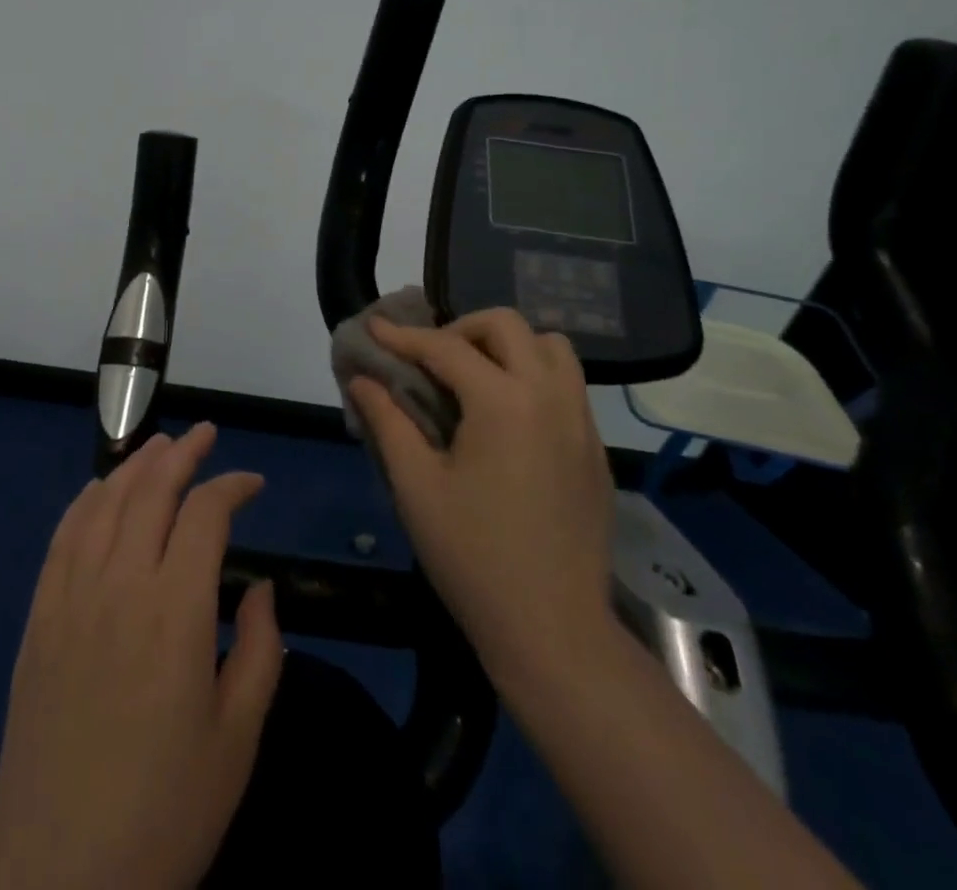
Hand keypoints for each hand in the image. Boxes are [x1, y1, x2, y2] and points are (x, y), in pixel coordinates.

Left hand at [0, 423, 283, 889]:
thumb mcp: (237, 741)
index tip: (254, 483)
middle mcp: (121, 585)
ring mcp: (72, 596)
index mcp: (177, 612)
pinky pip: (62, 537)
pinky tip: (98, 488)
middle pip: (151, 489)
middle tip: (204, 434)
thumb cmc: (163, 813)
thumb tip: (260, 588)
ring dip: (134, 464)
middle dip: (182, 452)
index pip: (206, 514)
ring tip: (159, 445)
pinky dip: (85, 500)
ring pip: (104, 502)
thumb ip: (260, 652)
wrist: (56, 875)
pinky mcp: (39, 617)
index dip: (233, 485)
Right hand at [347, 310, 616, 685]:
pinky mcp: (595, 450)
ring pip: (550, 348)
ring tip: (475, 377)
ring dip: (507, 346)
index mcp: (503, 402)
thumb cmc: (473, 556)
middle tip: (430, 357)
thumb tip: (362, 379)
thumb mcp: (416, 486)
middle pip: (507, 325)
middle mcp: (550, 397)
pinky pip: (568, 385)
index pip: (445, 347)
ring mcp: (581, 422)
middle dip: (461, 328)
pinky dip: (533, 377)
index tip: (374, 327)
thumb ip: (387, 420)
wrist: (553, 630)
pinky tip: (507, 418)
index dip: (403, 335)